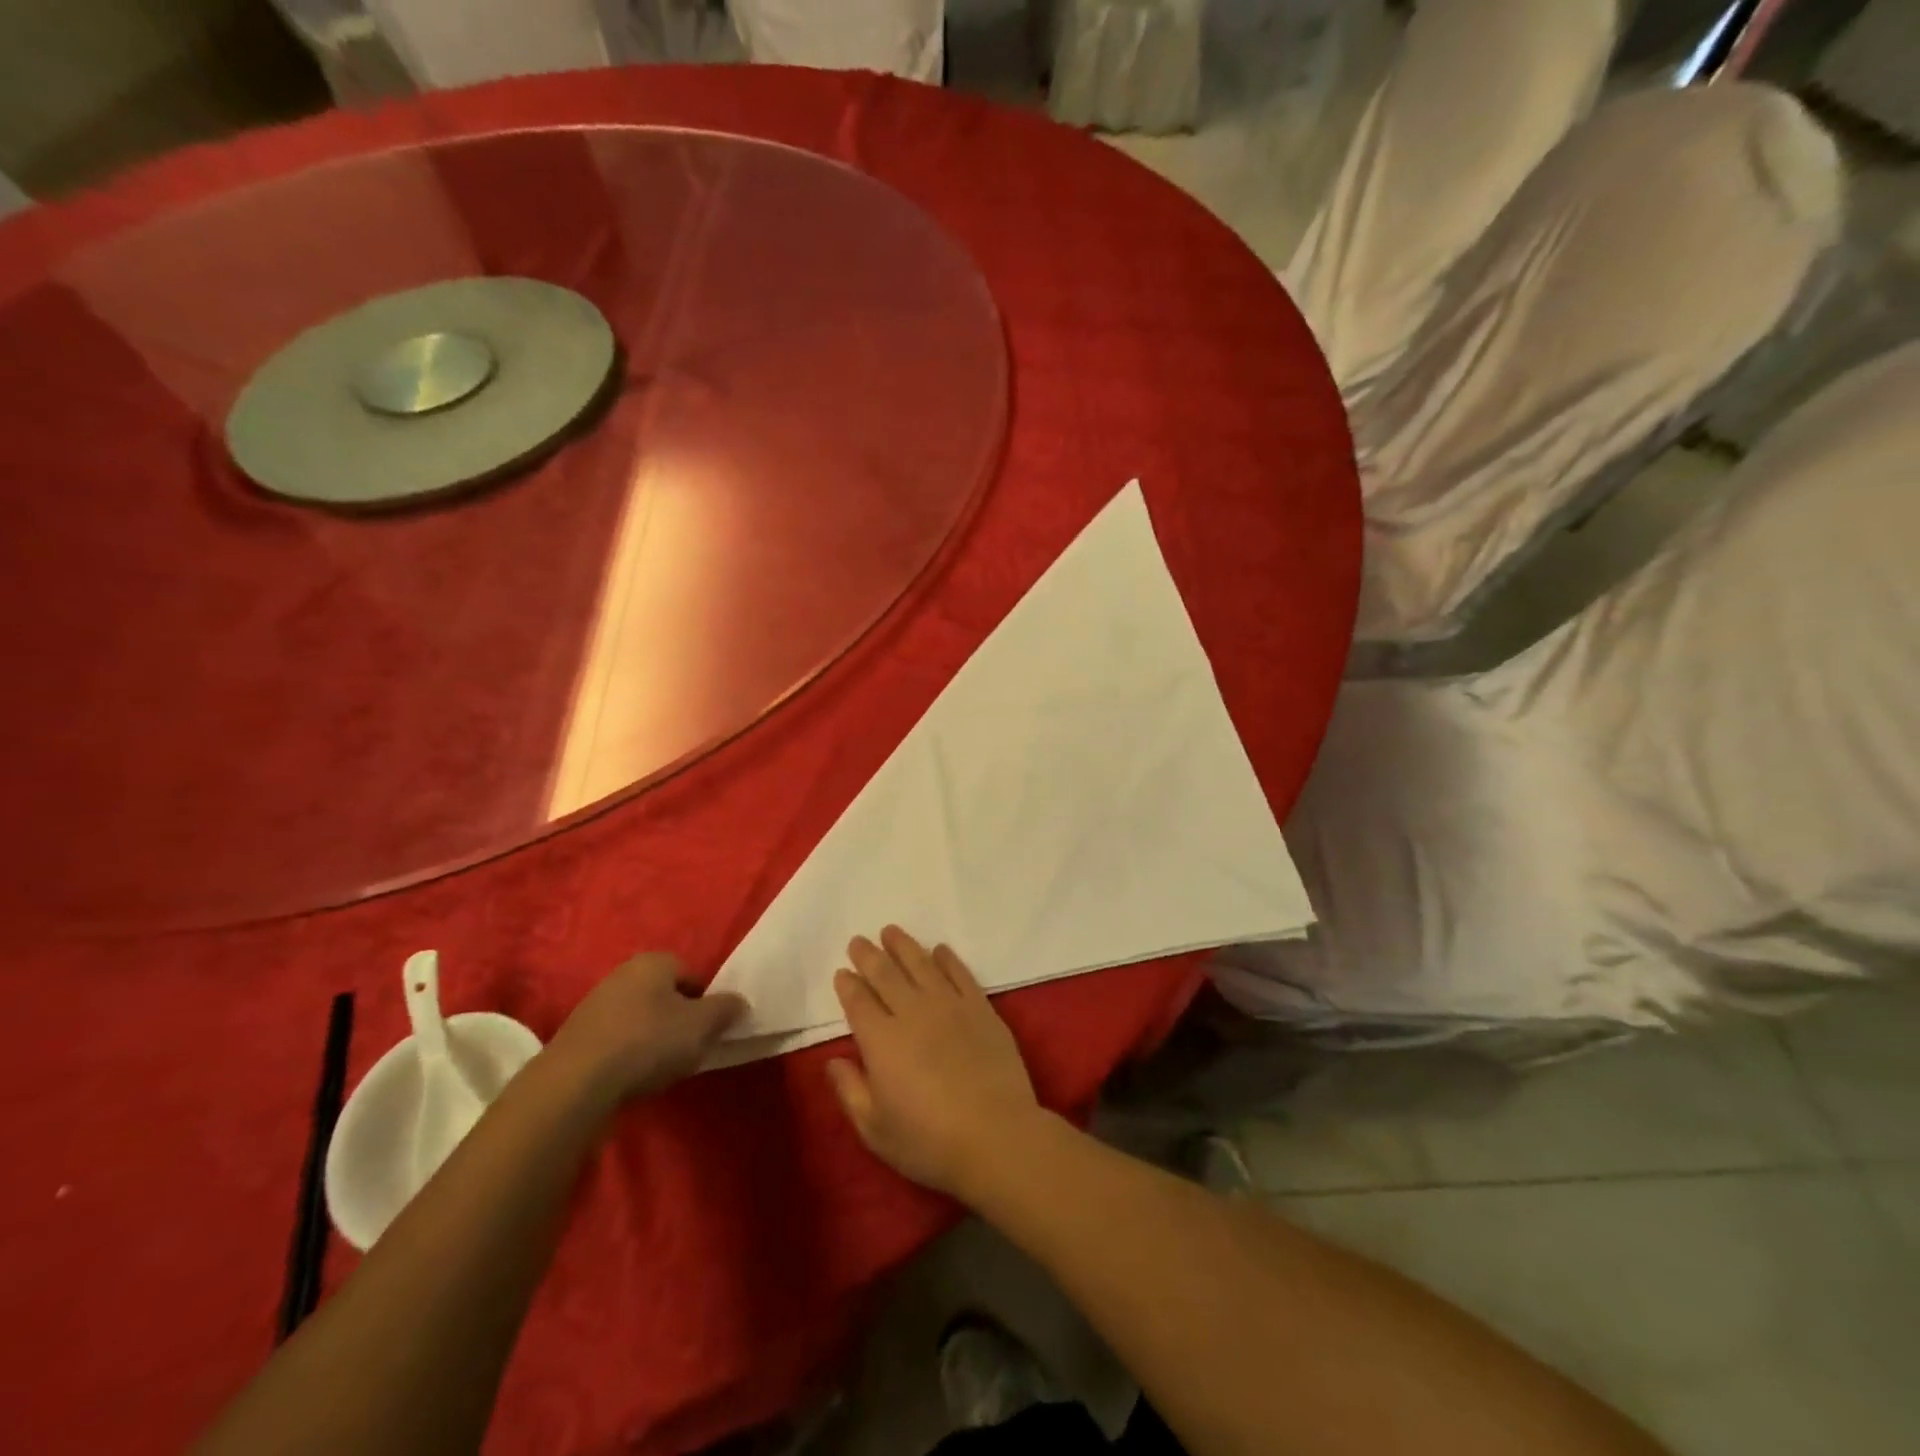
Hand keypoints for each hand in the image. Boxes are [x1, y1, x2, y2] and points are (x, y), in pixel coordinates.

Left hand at [549, 953, 746, 1106]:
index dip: (707, 1003)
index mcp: (655, 961)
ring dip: (652, 1037)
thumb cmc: (648, 1042)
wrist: (575, 1083)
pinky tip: (631, 1075)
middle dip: (679, 1019)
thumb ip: (726, 1009)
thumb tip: (739, 1002)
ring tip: (659, 1067)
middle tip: (688, 1048)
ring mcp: (595, 1003)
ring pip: (640, 1017)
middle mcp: (623, 972)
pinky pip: (616, 1038)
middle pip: (665, 995)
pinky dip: (627, 1053)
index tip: (708, 1031)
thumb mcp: (702, 1026)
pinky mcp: (576, 1035)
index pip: (693, 975)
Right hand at [826, 926, 1041, 1199]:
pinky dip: (947, 958)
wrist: (996, 1135)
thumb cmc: (929, 1141)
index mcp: (881, 1041)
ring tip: (891, 931)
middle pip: (886, 975)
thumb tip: (832, 1061)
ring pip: (921, 965)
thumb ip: (850, 1091)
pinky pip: (960, 973)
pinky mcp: (981, 1008)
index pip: (859, 1002)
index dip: (848, 984)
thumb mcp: (875, 1130)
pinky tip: (939, 950)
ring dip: (904, 946)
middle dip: (869, 956)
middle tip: (859, 940)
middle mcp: (912, 1013)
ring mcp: (950, 1006)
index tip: (842, 972)